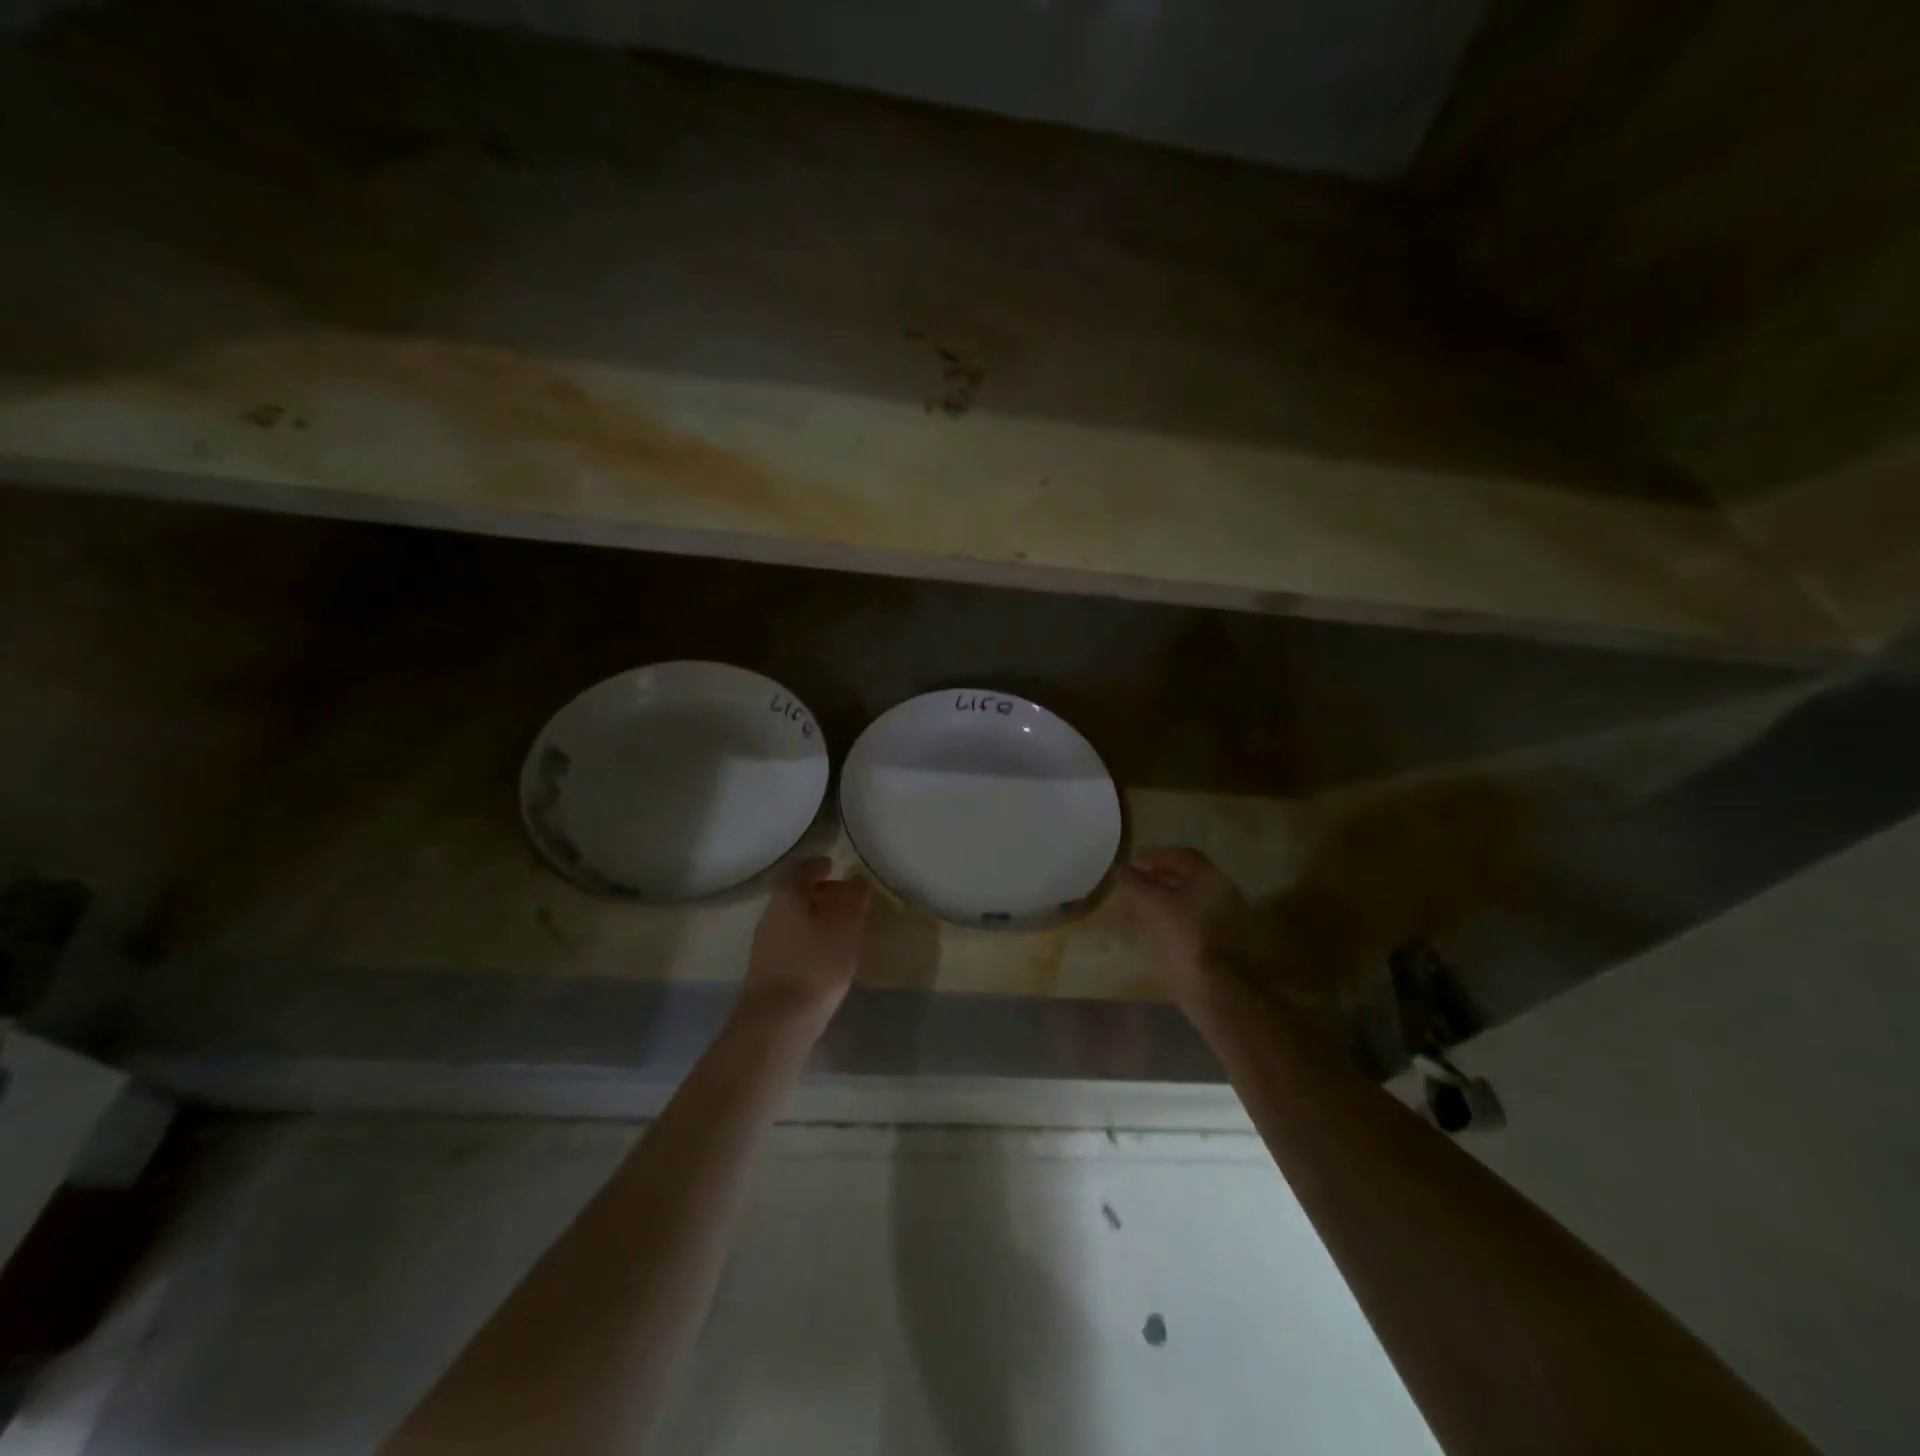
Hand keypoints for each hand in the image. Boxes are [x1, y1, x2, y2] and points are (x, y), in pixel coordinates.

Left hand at [742, 857, 870, 1028]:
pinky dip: (807, 939)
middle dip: (816, 892)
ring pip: (791, 919)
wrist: (776, 1022)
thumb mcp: (845, 927)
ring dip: (812, 917)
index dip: (815, 865)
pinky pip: (790, 942)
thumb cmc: (815, 965)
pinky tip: (824, 955)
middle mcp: (770, 915)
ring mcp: (765, 945)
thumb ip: (853, 899)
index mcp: (786, 897)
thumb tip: (856, 879)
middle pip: (792, 894)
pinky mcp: (766, 971)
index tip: (832, 866)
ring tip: (839, 928)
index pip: (798, 869)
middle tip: (842, 897)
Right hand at [1116, 846, 1250, 1004]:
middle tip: (1129, 886)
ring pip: (1183, 903)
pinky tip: (1146, 932)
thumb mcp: (1153, 904)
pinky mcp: (1215, 945)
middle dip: (1153, 881)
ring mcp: (1220, 921)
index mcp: (1209, 878)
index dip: (1155, 855)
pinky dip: (1165, 921)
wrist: (1214, 988)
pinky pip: (1186, 924)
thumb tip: (1121, 870)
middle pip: (1183, 880)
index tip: (1134, 860)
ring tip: (1131, 910)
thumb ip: (1135, 883)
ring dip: (1156, 902)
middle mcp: (1220, 894)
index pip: (1181, 856)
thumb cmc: (1183, 936)